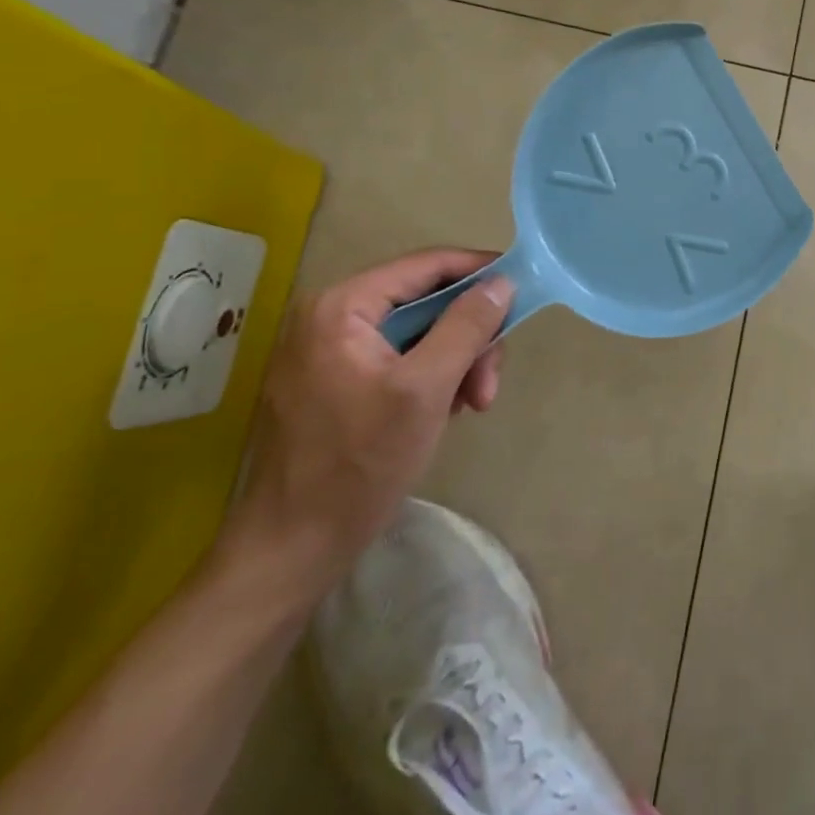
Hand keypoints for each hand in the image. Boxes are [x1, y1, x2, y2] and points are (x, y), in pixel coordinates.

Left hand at [219, 249, 511, 601]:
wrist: (292, 548)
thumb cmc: (360, 464)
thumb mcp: (426, 390)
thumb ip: (466, 328)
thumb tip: (502, 283)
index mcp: (342, 307)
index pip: (426, 265)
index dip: (479, 272)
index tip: (522, 291)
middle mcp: (330, 316)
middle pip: (425, 301)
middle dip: (469, 336)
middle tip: (491, 382)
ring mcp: (329, 350)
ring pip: (418, 332)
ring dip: (456, 361)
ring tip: (474, 404)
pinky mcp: (334, 381)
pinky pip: (399, 358)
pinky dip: (432, 377)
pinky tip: (447, 410)